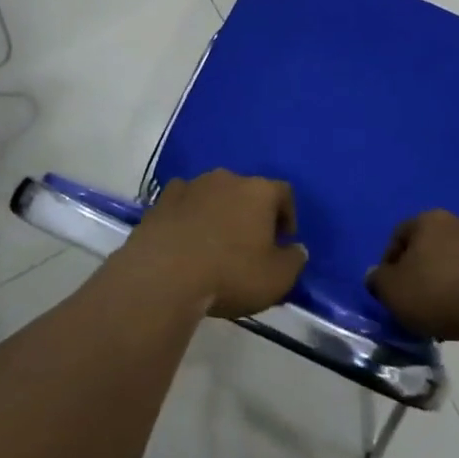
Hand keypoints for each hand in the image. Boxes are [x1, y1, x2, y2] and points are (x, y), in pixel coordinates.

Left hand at [123, 170, 305, 318]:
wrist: (163, 275)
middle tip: (251, 242)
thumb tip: (296, 249)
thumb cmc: (230, 274)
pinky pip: (184, 202)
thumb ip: (294, 260)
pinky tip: (186, 239)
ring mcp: (191, 186)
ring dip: (219, 211)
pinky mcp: (161, 200)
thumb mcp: (277, 278)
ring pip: (214, 194)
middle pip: (247, 190)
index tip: (284, 239)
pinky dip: (189, 215)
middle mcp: (227, 179)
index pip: (284, 192)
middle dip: (252, 212)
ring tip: (216, 242)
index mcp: (259, 191)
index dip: (288, 215)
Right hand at [367, 210, 458, 341]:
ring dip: (438, 282)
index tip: (389, 289)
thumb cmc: (436, 292)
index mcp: (427, 219)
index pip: (398, 236)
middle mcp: (455, 222)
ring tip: (434, 312)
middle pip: (425, 247)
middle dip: (415, 272)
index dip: (388, 263)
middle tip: (410, 300)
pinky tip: (458, 313)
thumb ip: (378, 280)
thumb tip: (376, 275)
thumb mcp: (393, 290)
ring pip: (448, 262)